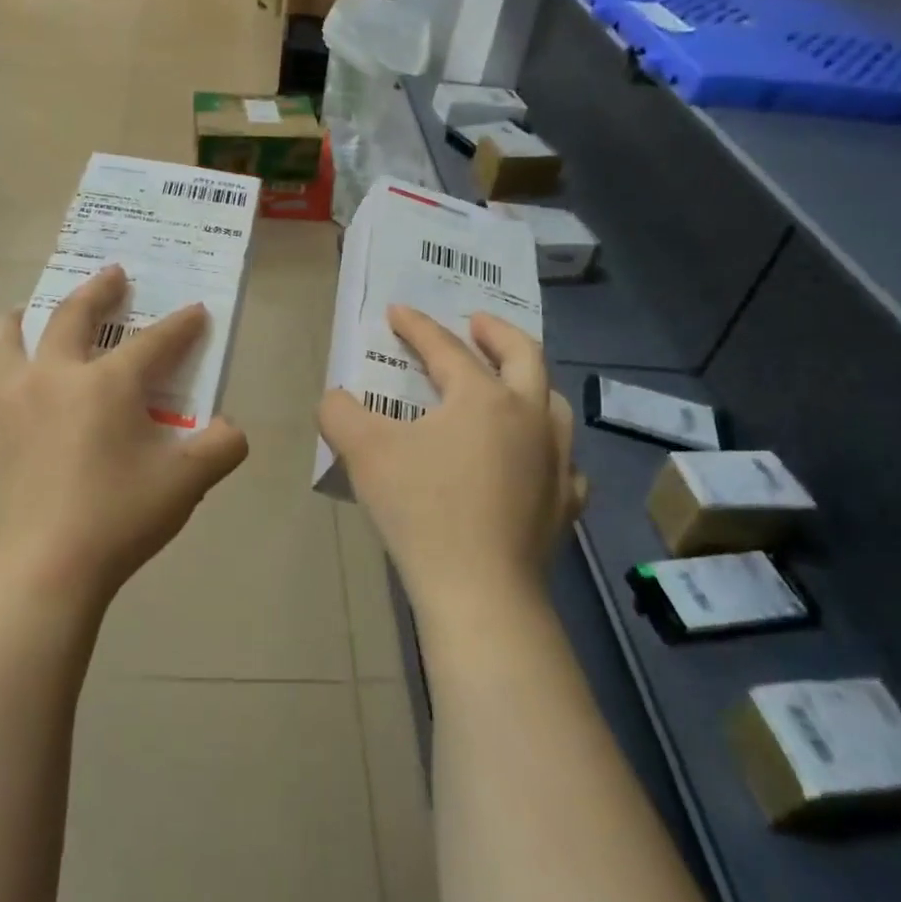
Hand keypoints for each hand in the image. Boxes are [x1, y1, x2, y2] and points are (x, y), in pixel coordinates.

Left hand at [0, 266, 249, 606]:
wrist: (42, 567)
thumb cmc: (119, 518)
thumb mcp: (188, 482)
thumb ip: (223, 447)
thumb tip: (232, 430)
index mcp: (108, 382)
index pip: (156, 340)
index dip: (181, 324)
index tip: (196, 310)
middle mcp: (53, 374)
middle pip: (73, 314)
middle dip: (99, 290)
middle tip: (112, 275)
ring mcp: (6, 398)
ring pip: (6, 339)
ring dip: (23, 320)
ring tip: (26, 314)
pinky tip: (2, 397)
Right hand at [319, 308, 585, 614]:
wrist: (479, 590)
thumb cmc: (421, 509)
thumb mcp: (364, 453)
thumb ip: (340, 413)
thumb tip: (334, 399)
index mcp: (483, 397)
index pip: (446, 348)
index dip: (417, 326)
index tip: (398, 311)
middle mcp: (530, 417)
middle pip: (524, 356)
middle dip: (497, 333)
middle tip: (476, 323)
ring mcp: (556, 460)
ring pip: (553, 404)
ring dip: (530, 383)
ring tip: (510, 384)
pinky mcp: (565, 503)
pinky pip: (564, 461)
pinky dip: (547, 449)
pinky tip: (535, 461)